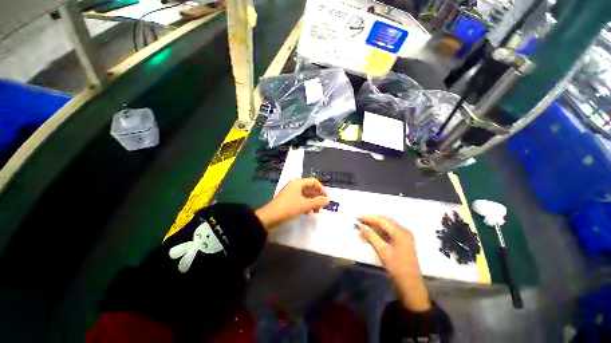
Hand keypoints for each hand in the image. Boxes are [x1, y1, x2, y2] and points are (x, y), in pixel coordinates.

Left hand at [255, 178, 329, 230]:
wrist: (269, 217)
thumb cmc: (288, 208)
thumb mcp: (304, 205)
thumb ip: (317, 202)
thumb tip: (328, 199)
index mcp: (298, 183)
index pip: (313, 181)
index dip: (321, 188)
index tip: (326, 197)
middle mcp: (294, 186)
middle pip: (310, 187)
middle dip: (317, 195)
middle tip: (323, 205)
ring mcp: (291, 193)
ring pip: (305, 194)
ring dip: (313, 201)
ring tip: (317, 210)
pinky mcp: (288, 200)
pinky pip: (301, 199)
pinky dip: (306, 204)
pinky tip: (309, 212)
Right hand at [358, 216, 430, 311]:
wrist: (411, 287)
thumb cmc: (397, 269)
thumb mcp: (383, 251)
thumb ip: (372, 236)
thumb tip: (361, 226)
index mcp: (401, 232)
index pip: (382, 220)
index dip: (369, 218)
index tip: (357, 218)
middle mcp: (404, 231)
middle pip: (385, 221)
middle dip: (372, 220)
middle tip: (359, 222)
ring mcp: (404, 236)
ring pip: (387, 226)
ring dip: (375, 226)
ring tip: (363, 228)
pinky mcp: (403, 242)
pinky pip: (390, 232)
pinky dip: (380, 231)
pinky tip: (372, 234)